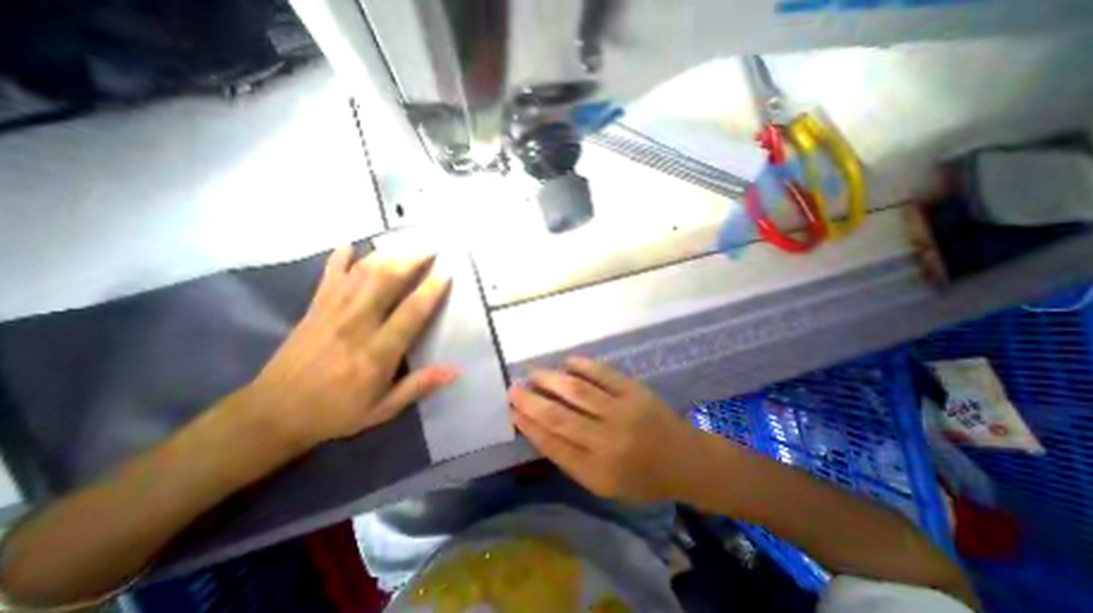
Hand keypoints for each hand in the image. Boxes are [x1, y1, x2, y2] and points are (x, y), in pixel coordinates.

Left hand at [244, 246, 456, 451]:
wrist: (272, 414)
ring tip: (407, 244)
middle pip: (386, 282)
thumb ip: (419, 386)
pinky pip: (329, 276)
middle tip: (431, 248)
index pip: (411, 312)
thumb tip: (456, 371)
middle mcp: (356, 325)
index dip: (431, 289)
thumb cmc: (335, 412)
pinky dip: (339, 258)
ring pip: (362, 273)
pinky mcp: (314, 309)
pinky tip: (350, 244)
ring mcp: (332, 312)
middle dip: (411, 260)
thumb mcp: (382, 409)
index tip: (447, 272)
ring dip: (387, 255)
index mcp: (376, 352)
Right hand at [509, 354, 704, 501]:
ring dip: (550, 380)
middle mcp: (607, 443)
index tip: (512, 410)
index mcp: (597, 472)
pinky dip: (582, 365)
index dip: (528, 425)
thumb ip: (572, 458)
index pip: (552, 444)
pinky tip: (567, 362)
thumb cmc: (641, 477)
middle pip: (559, 417)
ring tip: (533, 374)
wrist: (684, 460)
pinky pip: (603, 374)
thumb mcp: (603, 483)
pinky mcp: (635, 391)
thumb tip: (539, 426)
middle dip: (531, 401)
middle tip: (513, 389)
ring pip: (577, 392)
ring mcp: (623, 413)